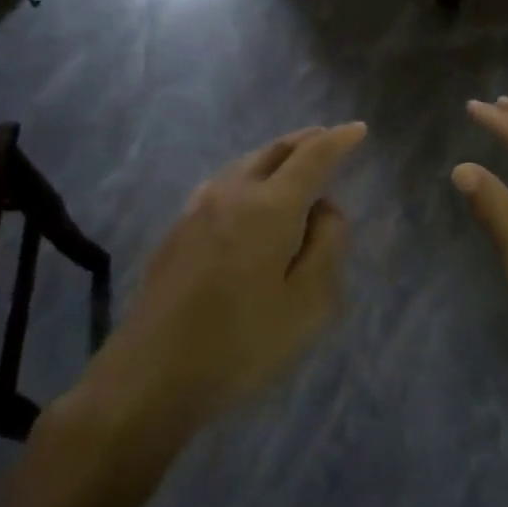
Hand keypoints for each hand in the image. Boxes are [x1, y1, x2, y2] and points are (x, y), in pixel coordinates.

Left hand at [64, 124, 366, 436]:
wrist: (149, 377)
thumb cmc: (241, 344)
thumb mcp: (308, 303)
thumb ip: (327, 246)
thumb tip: (325, 209)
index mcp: (270, 207)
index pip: (312, 158)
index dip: (338, 141)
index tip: (358, 129)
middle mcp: (231, 194)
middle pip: (273, 152)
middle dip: (305, 141)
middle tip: (328, 138)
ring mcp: (197, 210)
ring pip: (244, 164)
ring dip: (275, 157)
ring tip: (294, 163)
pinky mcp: (176, 232)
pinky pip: (223, 184)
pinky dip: (249, 176)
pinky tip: (249, 195)